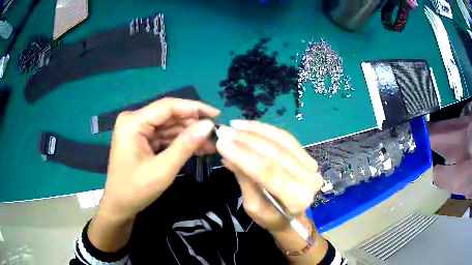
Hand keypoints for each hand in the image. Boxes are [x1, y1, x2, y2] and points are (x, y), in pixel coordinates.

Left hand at [100, 98, 219, 219]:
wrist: (120, 206)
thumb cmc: (136, 189)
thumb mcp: (163, 169)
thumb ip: (186, 145)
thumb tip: (209, 125)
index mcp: (133, 122)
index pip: (167, 106)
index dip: (194, 108)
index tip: (217, 114)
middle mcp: (134, 120)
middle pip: (169, 116)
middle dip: (193, 125)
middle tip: (216, 134)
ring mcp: (137, 130)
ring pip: (169, 127)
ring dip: (189, 135)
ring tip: (211, 143)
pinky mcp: (142, 140)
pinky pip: (164, 137)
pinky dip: (180, 142)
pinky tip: (198, 147)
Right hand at [216, 120, 322, 231]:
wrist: (294, 217)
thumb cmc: (272, 218)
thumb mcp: (253, 207)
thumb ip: (245, 180)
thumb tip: (228, 156)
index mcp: (297, 198)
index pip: (268, 172)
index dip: (243, 155)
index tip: (221, 142)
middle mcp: (309, 179)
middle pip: (275, 153)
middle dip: (246, 140)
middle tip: (224, 131)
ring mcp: (311, 165)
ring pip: (281, 141)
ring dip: (255, 130)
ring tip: (234, 125)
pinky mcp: (307, 156)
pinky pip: (285, 138)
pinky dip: (266, 129)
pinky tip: (248, 126)